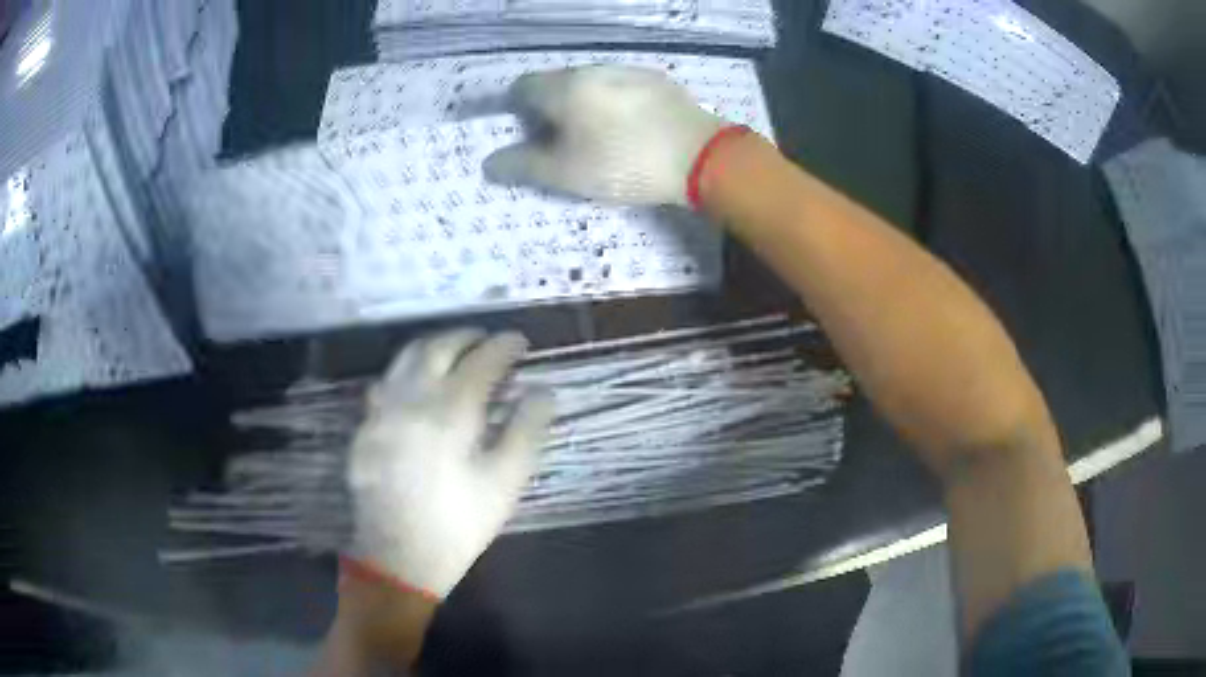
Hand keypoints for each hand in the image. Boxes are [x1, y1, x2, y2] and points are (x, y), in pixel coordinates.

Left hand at [345, 329, 553, 599]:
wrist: (399, 556)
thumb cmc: (459, 522)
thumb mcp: (505, 482)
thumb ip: (527, 431)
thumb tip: (542, 393)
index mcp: (450, 410)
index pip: (481, 361)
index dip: (504, 346)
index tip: (520, 342)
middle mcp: (411, 398)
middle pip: (437, 347)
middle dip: (465, 337)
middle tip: (487, 340)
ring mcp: (383, 410)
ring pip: (405, 359)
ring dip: (433, 347)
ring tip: (453, 353)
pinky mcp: (366, 427)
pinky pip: (385, 383)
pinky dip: (406, 372)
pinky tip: (416, 388)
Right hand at [484, 65, 726, 206]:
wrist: (700, 156)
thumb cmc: (625, 163)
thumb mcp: (567, 173)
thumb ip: (524, 165)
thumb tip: (489, 163)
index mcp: (565, 87)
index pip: (522, 87)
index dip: (517, 110)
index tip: (530, 136)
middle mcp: (592, 69)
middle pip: (556, 83)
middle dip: (551, 108)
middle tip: (563, 142)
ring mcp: (628, 70)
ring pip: (590, 83)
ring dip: (583, 104)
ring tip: (600, 137)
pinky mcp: (656, 79)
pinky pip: (620, 86)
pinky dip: (613, 102)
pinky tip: (630, 128)